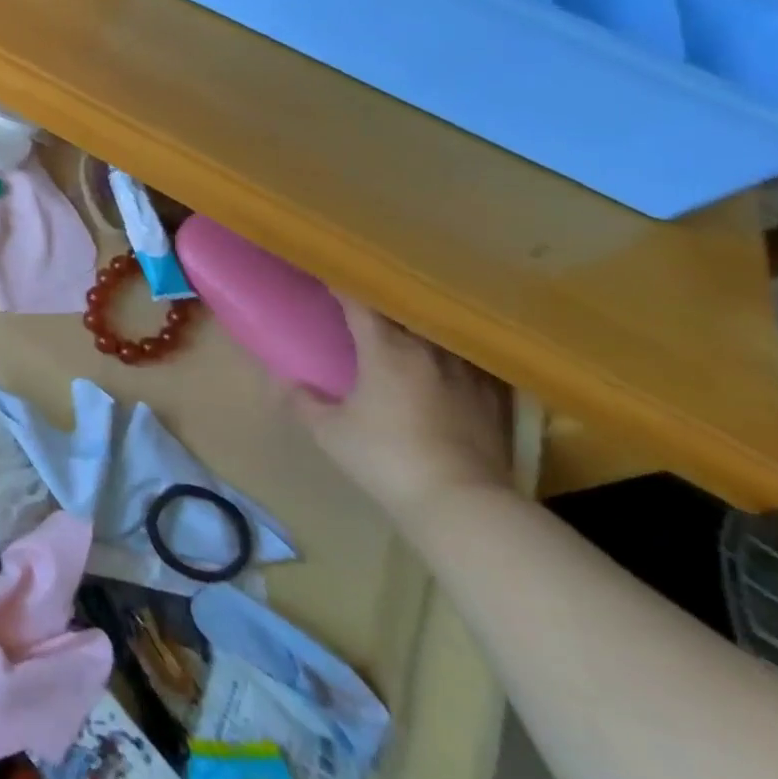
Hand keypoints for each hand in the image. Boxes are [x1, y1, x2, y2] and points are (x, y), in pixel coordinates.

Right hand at [290, 296, 510, 531]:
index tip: (326, 275)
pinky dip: (453, 356)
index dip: (341, 285)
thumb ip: (303, 401)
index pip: (359, 302)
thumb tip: (282, 380)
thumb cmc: (386, 458)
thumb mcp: (330, 432)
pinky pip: (470, 362)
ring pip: (438, 334)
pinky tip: (448, 364)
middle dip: (382, 304)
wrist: (463, 503)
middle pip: (404, 311)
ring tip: (407, 329)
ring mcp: (467, 373)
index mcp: (386, 349)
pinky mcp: (494, 399)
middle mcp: (428, 350)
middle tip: (365, 303)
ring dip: (419, 327)